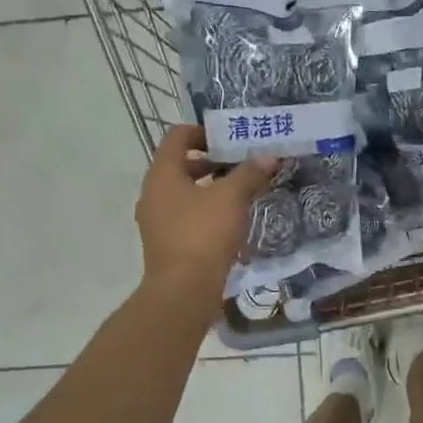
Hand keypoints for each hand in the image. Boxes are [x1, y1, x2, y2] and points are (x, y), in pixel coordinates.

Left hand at [135, 125, 278, 313]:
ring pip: (185, 193)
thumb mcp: (231, 198)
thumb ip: (250, 173)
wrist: (183, 291)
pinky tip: (231, 223)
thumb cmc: (203, 234)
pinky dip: (207, 212)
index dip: (204, 131)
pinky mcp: (166, 244)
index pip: (178, 136)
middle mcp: (153, 193)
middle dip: (213, 162)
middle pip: (182, 165)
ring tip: (242, 194)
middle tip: (242, 166)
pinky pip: (186, 217)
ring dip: (212, 189)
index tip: (230, 140)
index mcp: (162, 174)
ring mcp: (157, 221)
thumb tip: (269, 156)